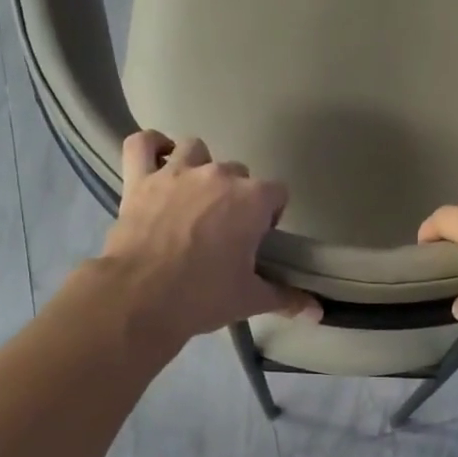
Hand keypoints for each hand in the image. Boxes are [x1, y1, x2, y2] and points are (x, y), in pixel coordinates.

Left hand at [100, 130, 320, 342]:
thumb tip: (318, 313)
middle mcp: (217, 175)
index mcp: (251, 200)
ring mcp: (176, 172)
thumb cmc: (204, 295)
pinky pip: (142, 143)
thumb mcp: (251, 299)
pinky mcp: (139, 179)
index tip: (259, 239)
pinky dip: (151, 147)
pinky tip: (158, 160)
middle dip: (236, 196)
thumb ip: (287, 299)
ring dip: (199, 167)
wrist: (141, 297)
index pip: (277, 192)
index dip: (271, 214)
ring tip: (194, 197)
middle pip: (238, 173)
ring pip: (196, 150)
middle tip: (224, 230)